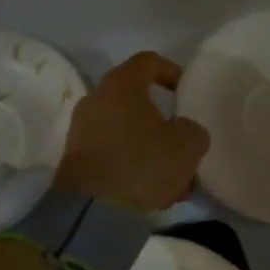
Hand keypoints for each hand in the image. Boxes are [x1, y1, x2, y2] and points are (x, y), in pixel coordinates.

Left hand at [55, 52, 209, 212]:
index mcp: (121, 85)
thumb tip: (183, 132)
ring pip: (126, 133)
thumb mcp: (188, 144)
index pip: (148, 61)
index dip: (171, 71)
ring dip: (151, 150)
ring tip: (174, 180)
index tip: (185, 91)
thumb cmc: (143, 163)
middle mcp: (96, 100)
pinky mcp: (76, 161)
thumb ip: (192, 130)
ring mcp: (82, 131)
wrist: (92, 209)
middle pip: (136, 101)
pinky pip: (113, 155)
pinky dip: (134, 167)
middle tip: (183, 142)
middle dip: (163, 122)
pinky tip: (154, 192)